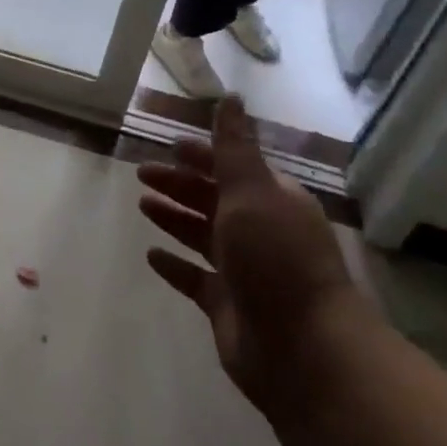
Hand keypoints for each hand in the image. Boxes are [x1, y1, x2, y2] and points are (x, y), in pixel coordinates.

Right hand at [138, 96, 362, 409]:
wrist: (304, 349)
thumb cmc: (276, 258)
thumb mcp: (252, 192)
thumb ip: (233, 147)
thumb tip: (231, 96)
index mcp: (272, 201)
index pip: (231, 168)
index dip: (201, 156)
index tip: (168, 146)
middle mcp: (260, 232)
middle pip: (213, 199)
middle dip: (180, 184)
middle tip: (142, 173)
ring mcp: (245, 271)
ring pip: (202, 235)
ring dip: (174, 218)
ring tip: (143, 205)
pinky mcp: (228, 306)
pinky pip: (195, 278)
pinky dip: (175, 265)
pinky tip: (151, 255)